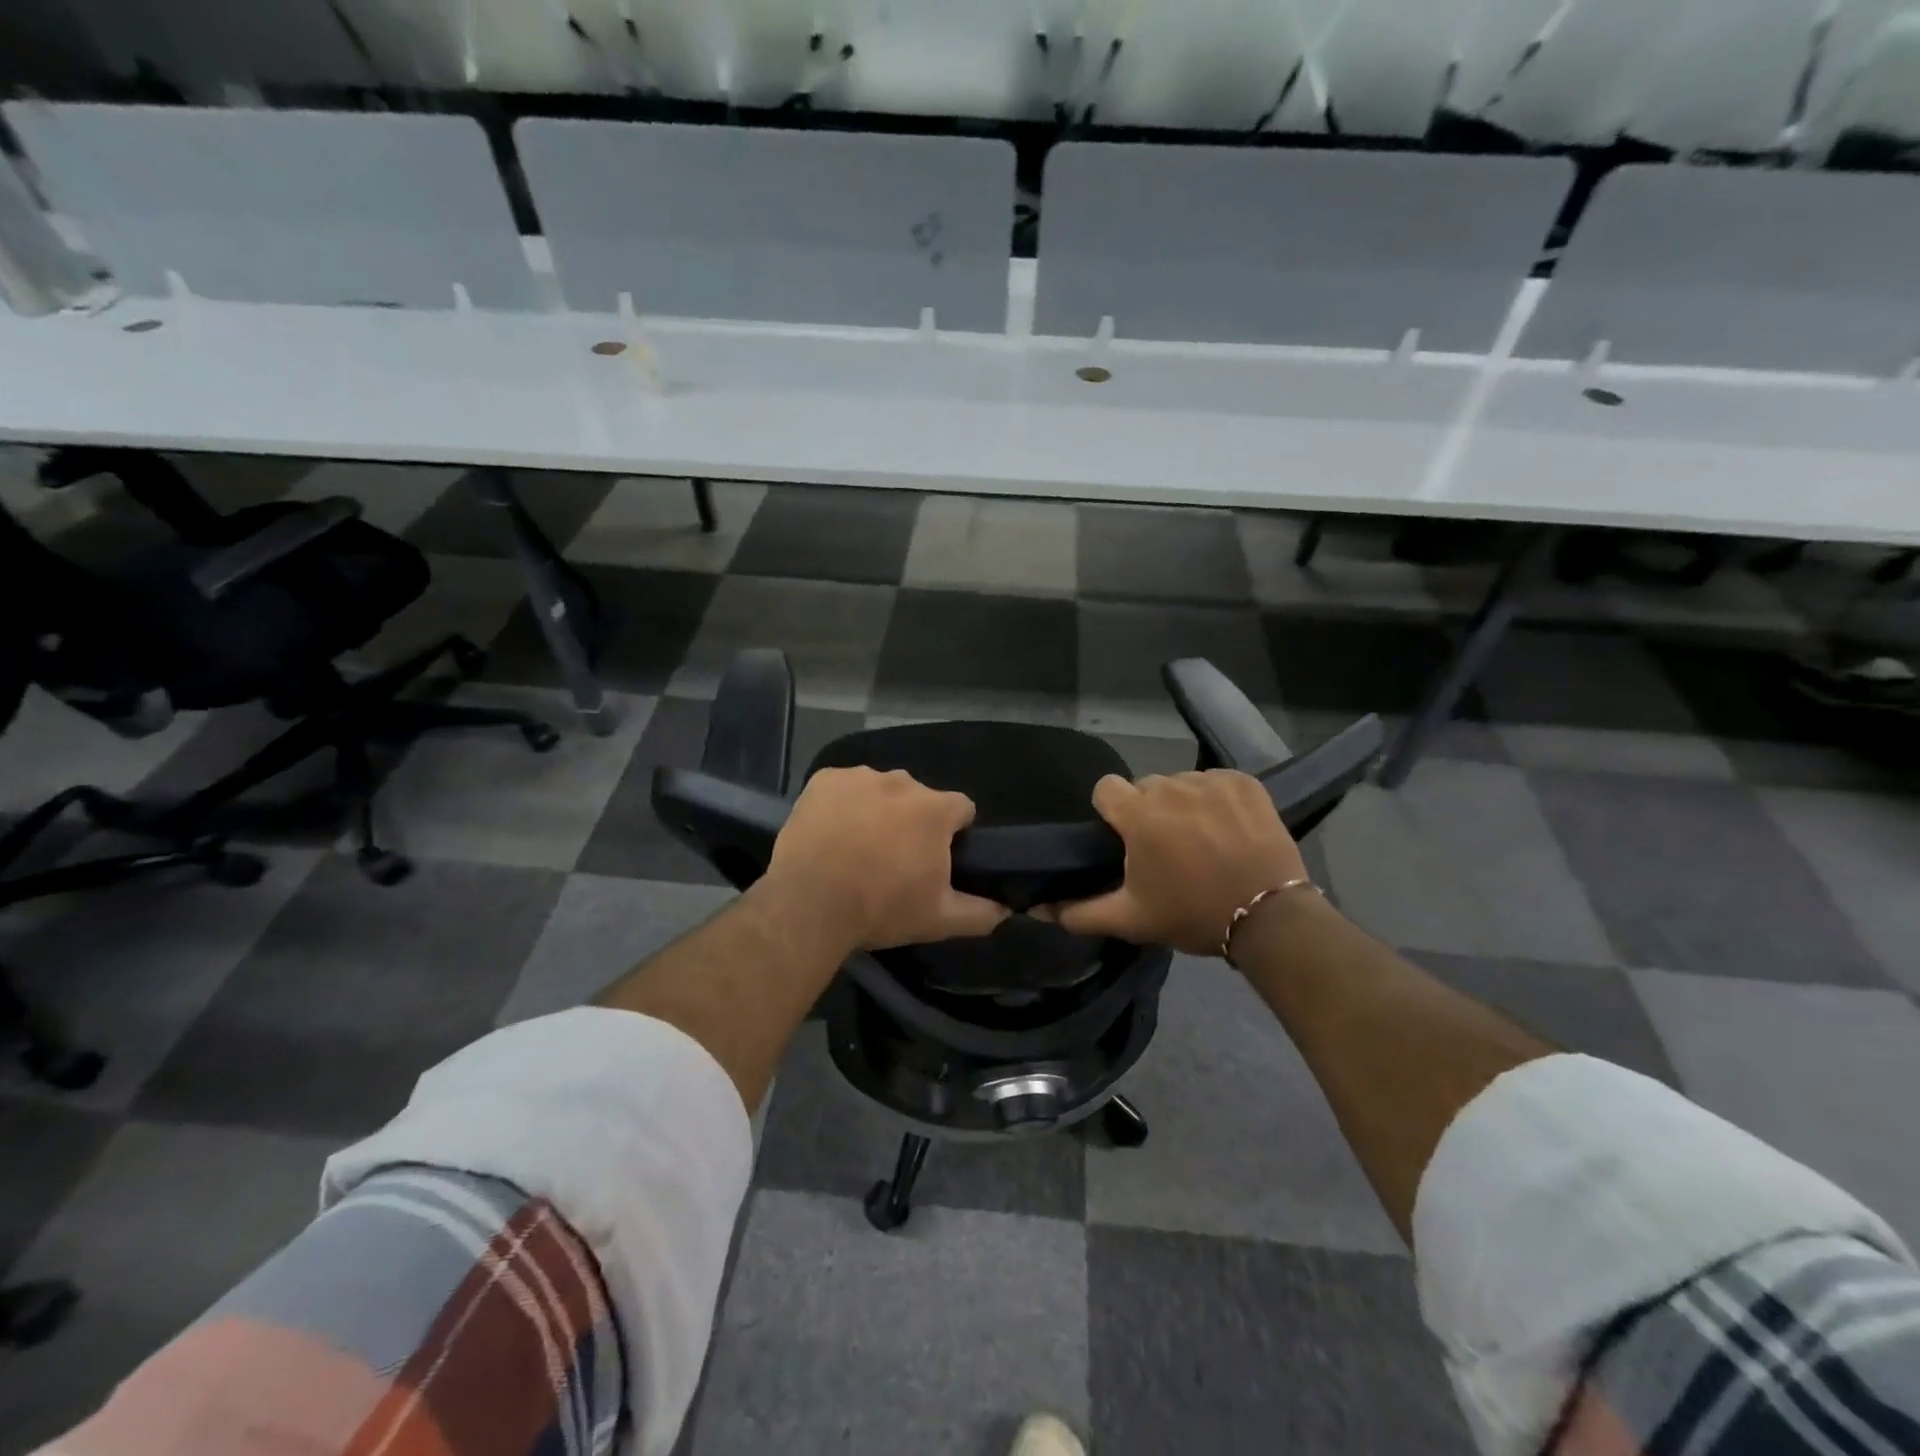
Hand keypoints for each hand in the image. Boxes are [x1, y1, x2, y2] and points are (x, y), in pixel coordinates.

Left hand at [762, 767, 1009, 951]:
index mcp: (935, 809)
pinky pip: (844, 787)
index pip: (961, 809)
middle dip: (913, 822)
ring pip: (881, 790)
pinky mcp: (824, 780)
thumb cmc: (881, 909)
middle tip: (894, 859)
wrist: (809, 904)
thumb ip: (981, 913)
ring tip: (858, 847)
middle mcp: (902, 781)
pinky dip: (843, 804)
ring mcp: (860, 776)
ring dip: (878, 810)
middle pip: (919, 798)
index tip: (937, 858)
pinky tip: (831, 833)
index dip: (955, 832)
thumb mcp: (939, 920)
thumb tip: (1007, 910)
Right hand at [1047, 771, 1309, 955]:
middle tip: (1166, 848)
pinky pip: (1215, 781)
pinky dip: (1217, 800)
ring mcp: (1211, 781)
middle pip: (1145, 787)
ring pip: (1181, 783)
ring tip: (1202, 840)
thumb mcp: (1131, 919)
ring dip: (1183, 805)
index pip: (1105, 788)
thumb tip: (1038, 909)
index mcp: (1139, 815)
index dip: (1110, 812)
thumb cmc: (1192, 914)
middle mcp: (1171, 787)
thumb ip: (1079, 912)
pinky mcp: (1244, 782)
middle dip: (1148, 811)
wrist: (1269, 917)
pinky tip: (1229, 828)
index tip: (1124, 838)